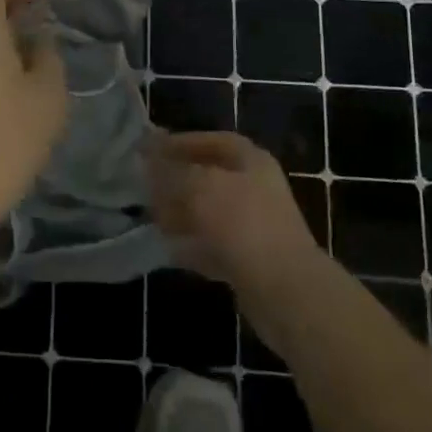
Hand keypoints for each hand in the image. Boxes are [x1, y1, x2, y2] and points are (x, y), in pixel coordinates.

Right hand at [147, 131, 326, 295]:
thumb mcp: (199, 186)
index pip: (213, 141)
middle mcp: (256, 188)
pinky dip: (193, 245)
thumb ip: (171, 169)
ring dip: (181, 214)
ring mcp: (255, 226)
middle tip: (146, 186)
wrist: (285, 289)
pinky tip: (169, 248)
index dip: (182, 143)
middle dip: (177, 181)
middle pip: (210, 177)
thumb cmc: (241, 223)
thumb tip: (148, 153)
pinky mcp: (250, 261)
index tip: (152, 150)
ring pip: (209, 213)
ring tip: (152, 217)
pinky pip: (214, 245)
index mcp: (251, 161)